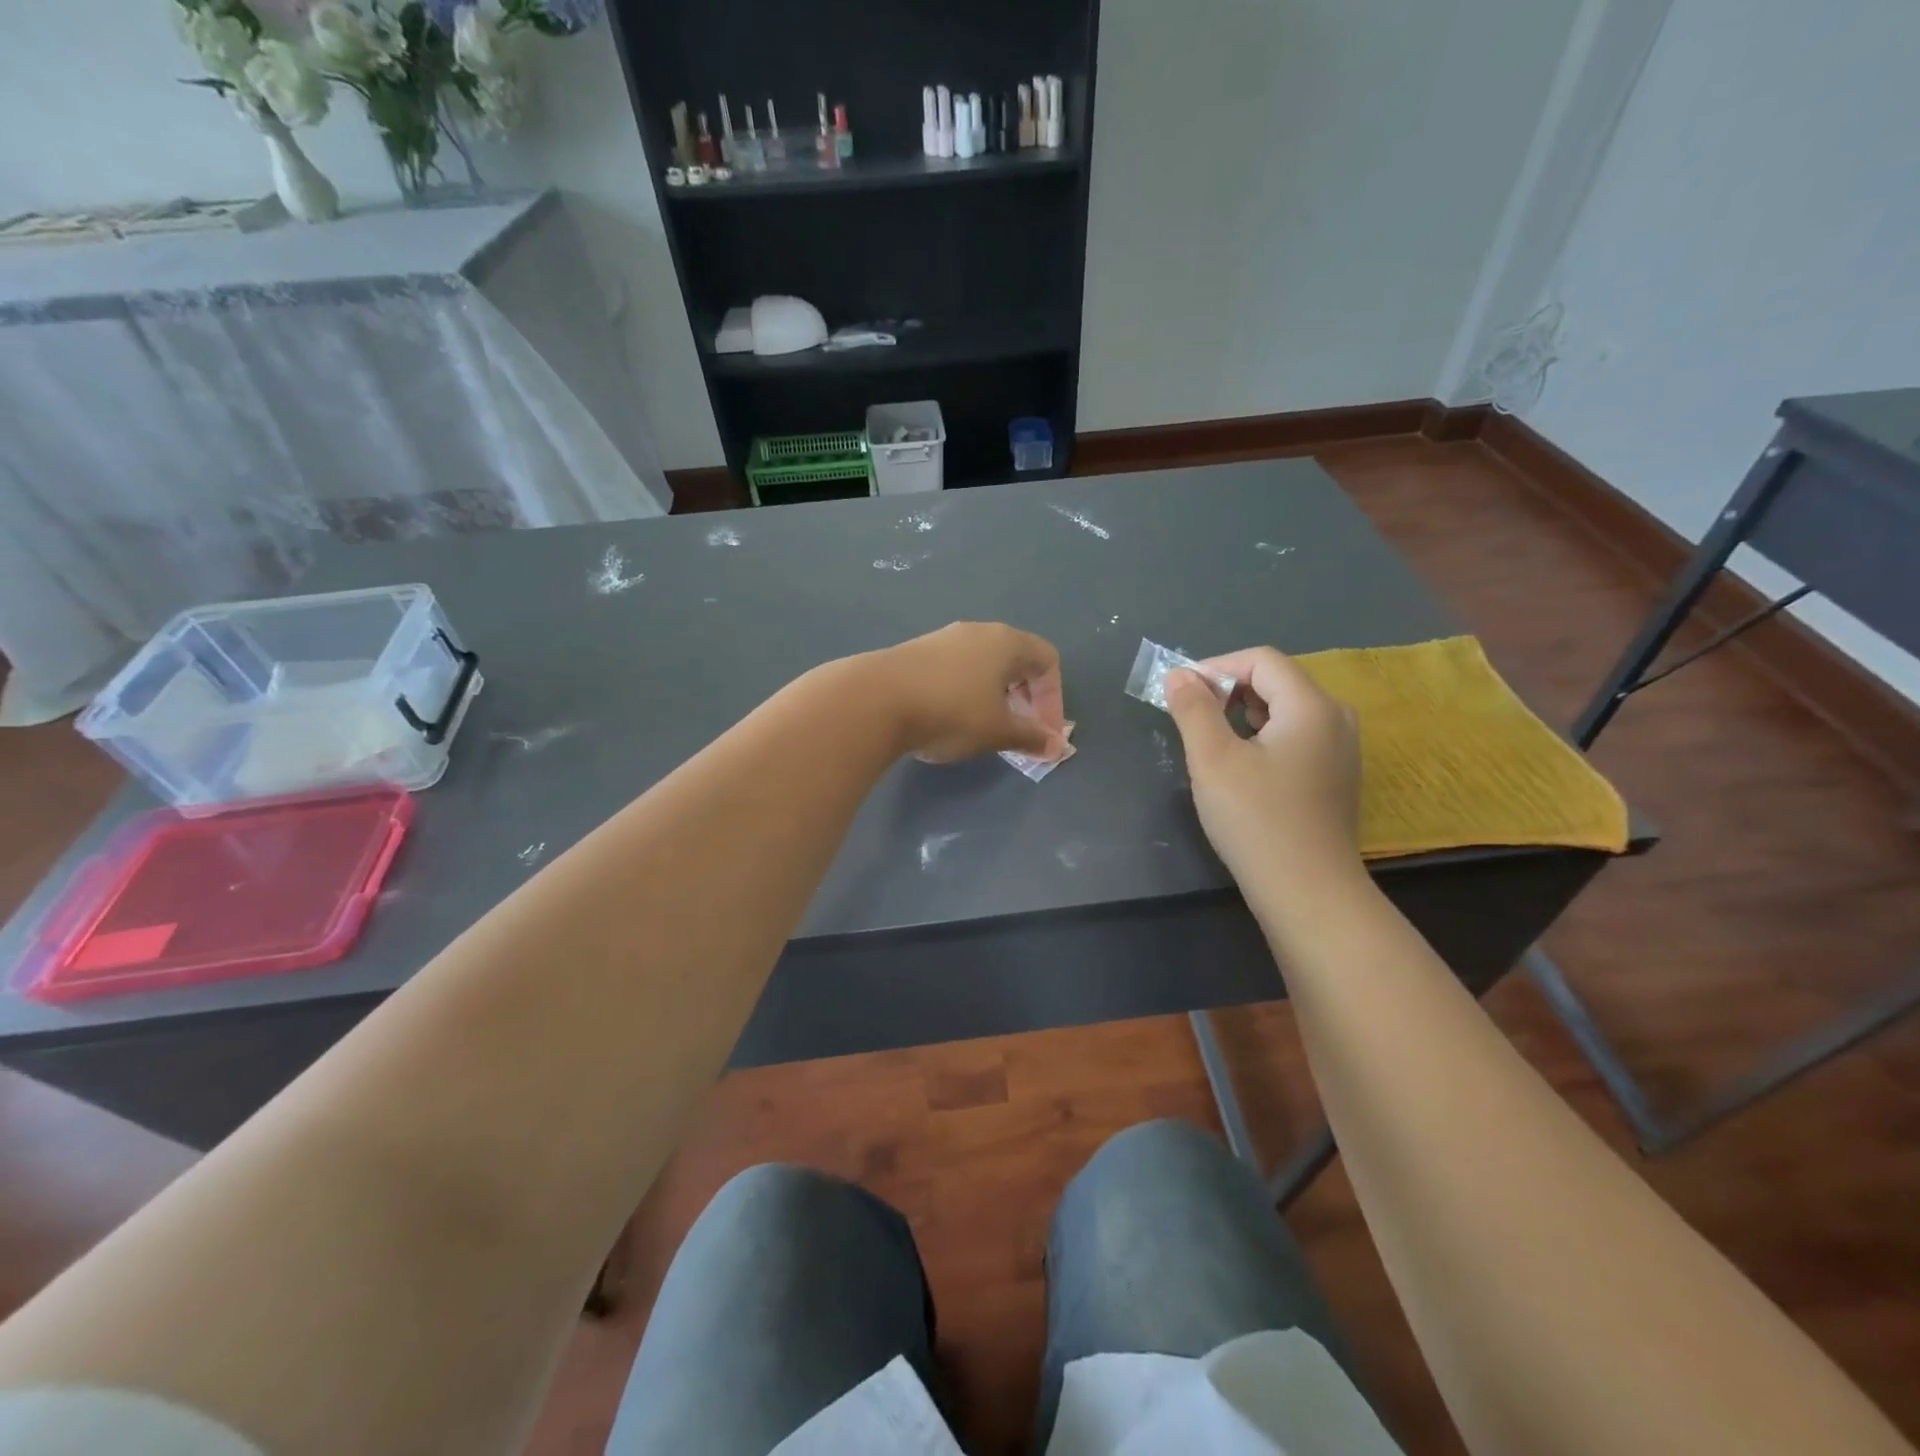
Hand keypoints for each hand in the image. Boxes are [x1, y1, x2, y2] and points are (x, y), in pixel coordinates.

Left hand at [872, 623, 1062, 762]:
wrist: (874, 700)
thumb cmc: (950, 712)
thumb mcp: (998, 731)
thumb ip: (1031, 737)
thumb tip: (1057, 748)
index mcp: (1006, 642)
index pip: (1047, 660)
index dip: (1053, 699)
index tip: (1043, 732)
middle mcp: (977, 632)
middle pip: (1015, 660)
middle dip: (1025, 698)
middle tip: (1018, 731)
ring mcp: (943, 639)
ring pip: (982, 666)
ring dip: (993, 697)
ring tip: (983, 729)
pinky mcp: (915, 653)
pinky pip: (954, 671)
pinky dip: (964, 693)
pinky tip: (948, 719)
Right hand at [1163, 647, 1363, 888]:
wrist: (1307, 892)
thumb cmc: (1256, 820)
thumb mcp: (1212, 759)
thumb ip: (1193, 709)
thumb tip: (1179, 675)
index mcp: (1312, 706)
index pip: (1261, 660)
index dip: (1216, 667)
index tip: (1180, 694)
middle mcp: (1336, 718)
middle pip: (1276, 681)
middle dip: (1228, 691)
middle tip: (1191, 719)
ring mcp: (1341, 749)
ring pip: (1286, 711)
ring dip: (1243, 715)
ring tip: (1211, 743)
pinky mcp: (1335, 776)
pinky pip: (1296, 737)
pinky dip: (1263, 737)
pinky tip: (1241, 768)